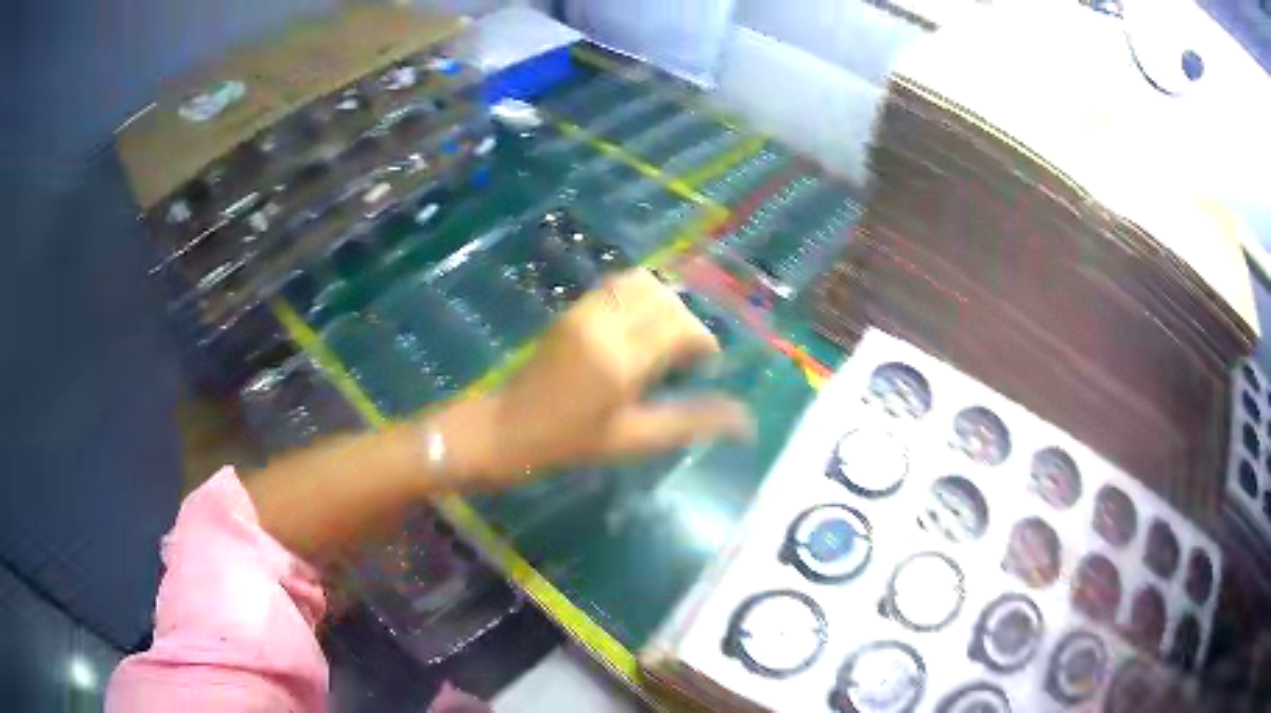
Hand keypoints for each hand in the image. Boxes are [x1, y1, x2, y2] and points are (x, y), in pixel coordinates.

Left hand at [436, 268, 752, 487]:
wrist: (507, 428)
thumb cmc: (570, 443)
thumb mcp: (634, 439)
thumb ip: (690, 422)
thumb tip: (744, 421)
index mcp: (622, 361)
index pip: (681, 327)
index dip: (702, 342)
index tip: (706, 365)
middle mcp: (605, 325)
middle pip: (666, 300)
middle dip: (687, 323)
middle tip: (686, 357)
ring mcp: (585, 312)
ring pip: (642, 283)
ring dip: (664, 304)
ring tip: (663, 338)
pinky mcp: (572, 309)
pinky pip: (616, 285)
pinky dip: (639, 296)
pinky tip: (638, 326)